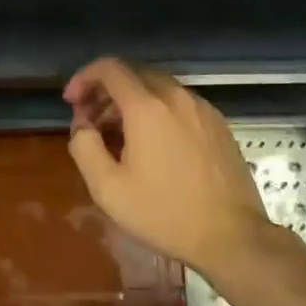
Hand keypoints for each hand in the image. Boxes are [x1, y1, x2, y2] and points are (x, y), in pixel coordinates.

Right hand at [64, 58, 271, 273]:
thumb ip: (85, 148)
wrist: (233, 237)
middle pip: (133, 74)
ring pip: (157, 87)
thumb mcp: (109, 189)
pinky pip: (179, 103)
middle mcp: (175, 96)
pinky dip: (157, 110)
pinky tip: (153, 144)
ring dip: (131, 101)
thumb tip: (82, 125)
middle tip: (91, 121)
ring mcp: (201, 107)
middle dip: (105, 91)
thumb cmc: (165, 214)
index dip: (84, 77)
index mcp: (147, 106)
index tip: (72, 101)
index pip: (110, 67)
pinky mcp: (218, 123)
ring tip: (119, 135)